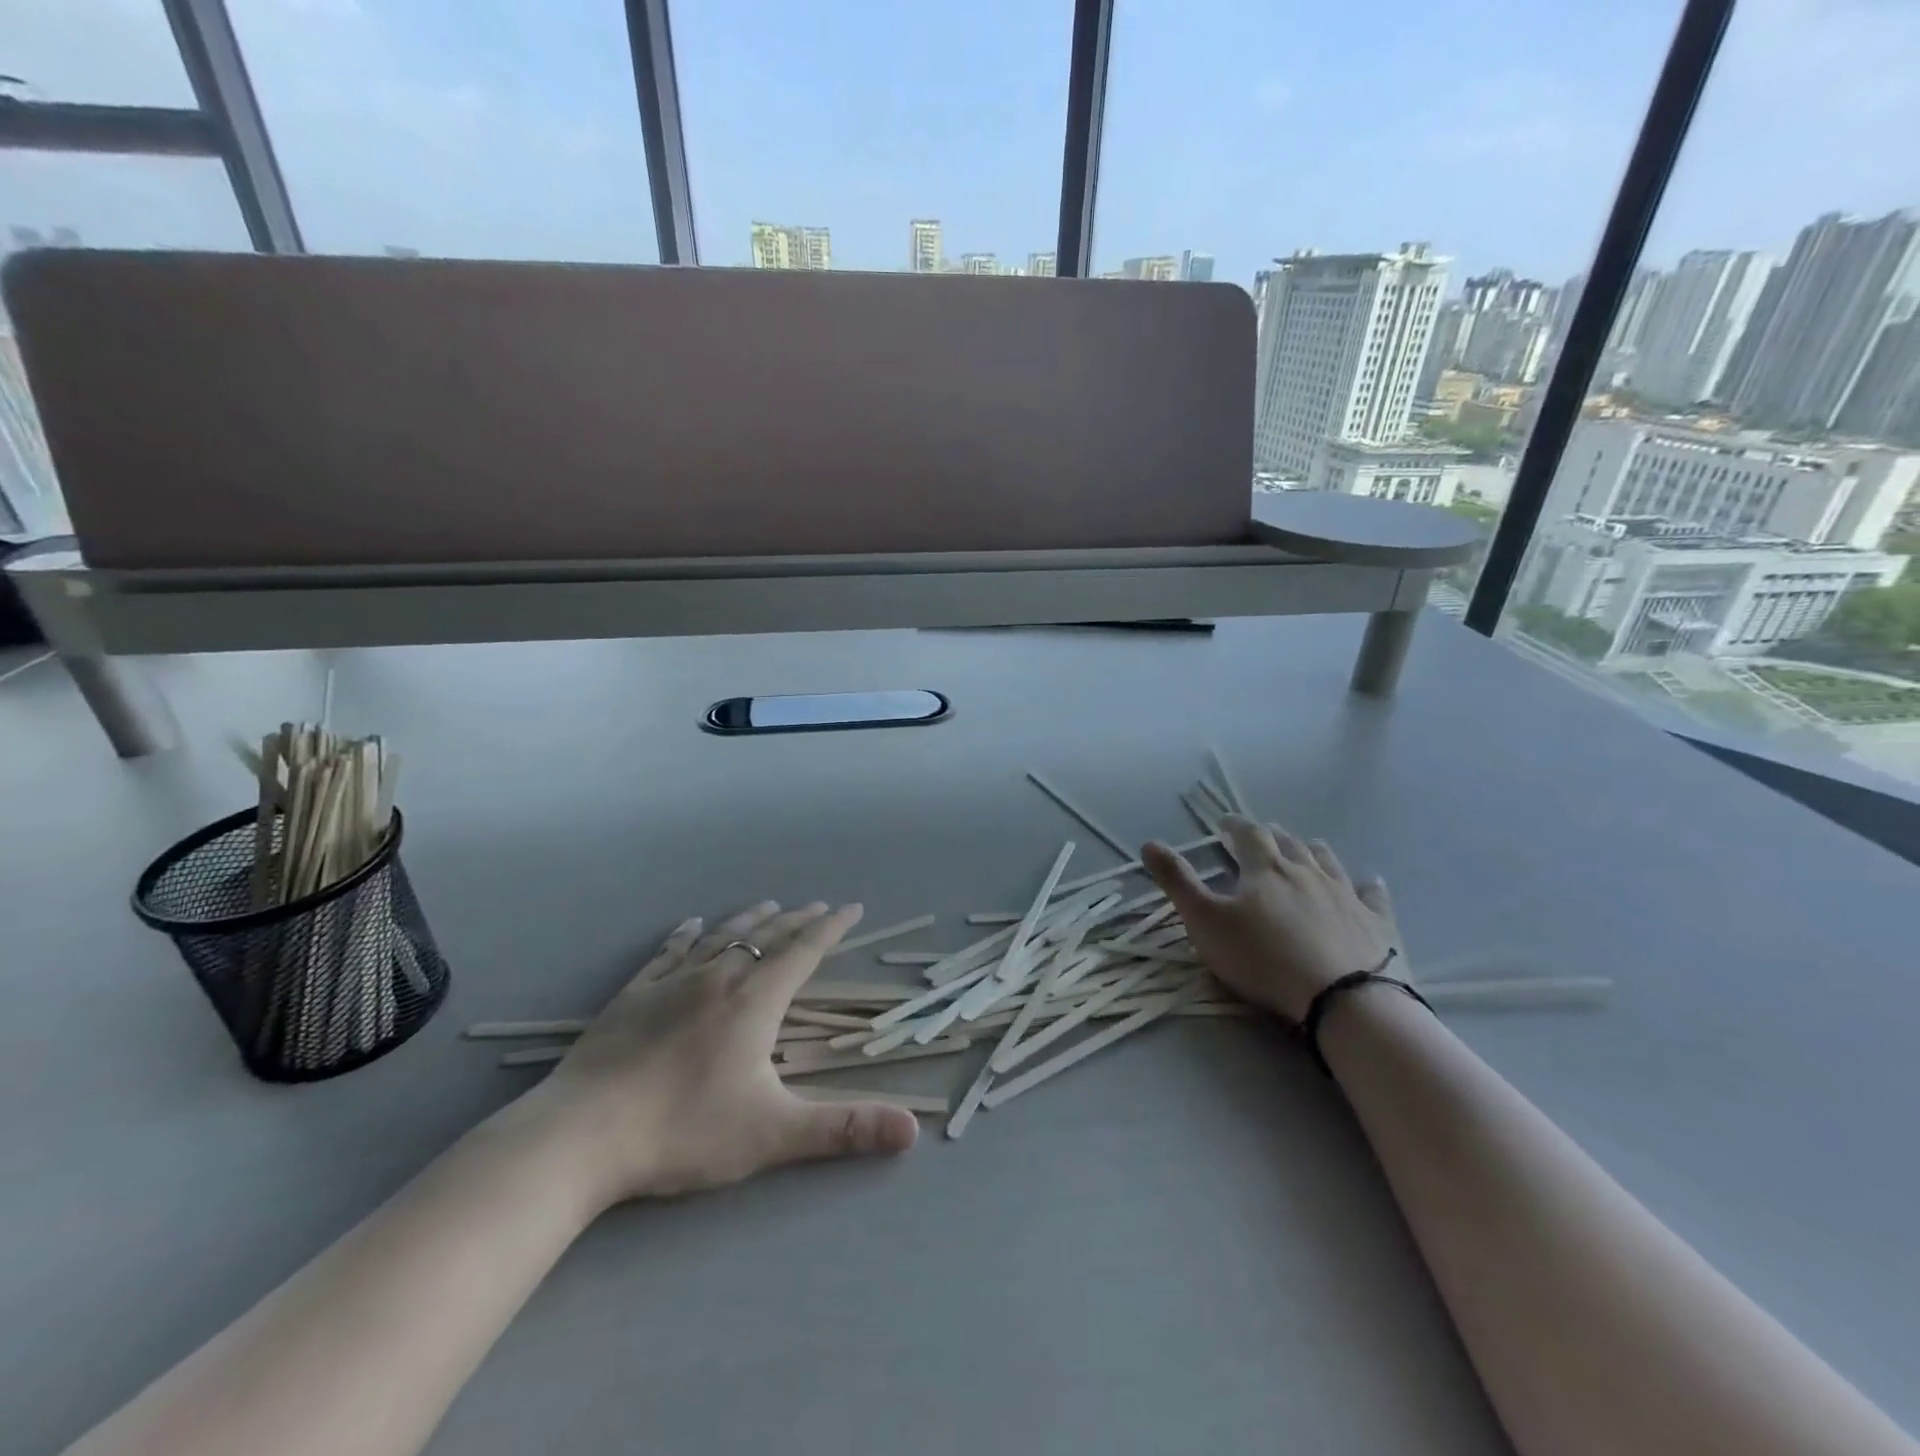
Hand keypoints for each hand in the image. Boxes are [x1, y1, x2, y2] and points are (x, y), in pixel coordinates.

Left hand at [525, 901, 918, 1207]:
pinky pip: (668, 953)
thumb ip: (844, 1130)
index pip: (804, 952)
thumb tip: (912, 1131)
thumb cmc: (684, 1130)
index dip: (831, 928)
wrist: (581, 1135)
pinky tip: (691, 926)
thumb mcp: (773, 1134)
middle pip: (767, 938)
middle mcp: (718, 978)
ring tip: (768, 906)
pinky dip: (686, 935)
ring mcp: (671, 983)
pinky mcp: (632, 997)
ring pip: (721, 937)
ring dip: (750, 920)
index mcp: (755, 1001)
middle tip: (817, 906)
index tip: (852, 908)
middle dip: (797, 920)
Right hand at [1142, 816, 1401, 1022]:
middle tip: (1263, 834)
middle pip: (1289, 844)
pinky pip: (1373, 895)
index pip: (1248, 835)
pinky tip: (1369, 882)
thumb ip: (1177, 881)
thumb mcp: (1205, 921)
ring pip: (1328, 862)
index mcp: (1265, 868)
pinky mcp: (1377, 923)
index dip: (1235, 826)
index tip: (1225, 823)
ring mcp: (1346, 895)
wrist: (1343, 1000)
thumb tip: (1149, 843)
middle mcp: (1307, 871)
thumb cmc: (1263, 958)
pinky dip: (1367, 885)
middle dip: (1272, 836)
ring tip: (1308, 847)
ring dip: (1314, 851)